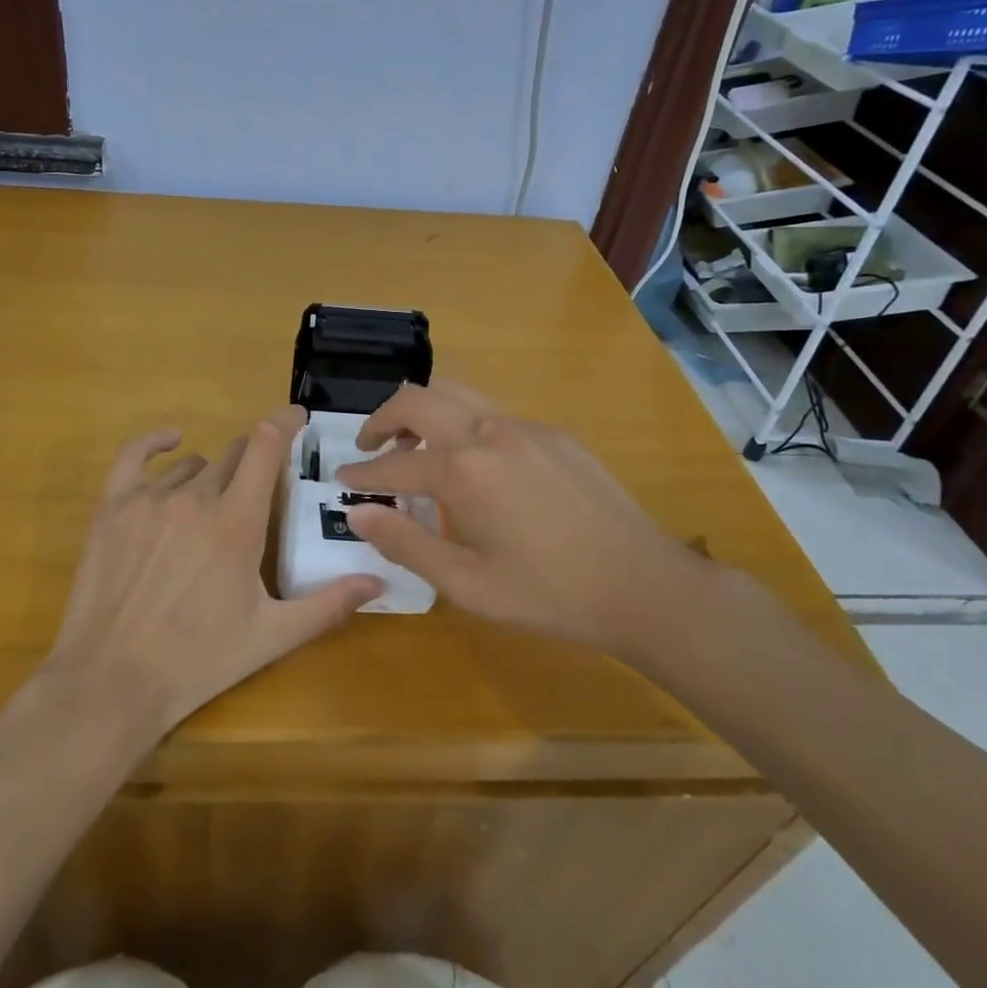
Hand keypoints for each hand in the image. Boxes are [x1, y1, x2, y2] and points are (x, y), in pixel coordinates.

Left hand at [41, 406, 383, 737]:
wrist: (111, 683)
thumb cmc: (197, 661)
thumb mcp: (270, 637)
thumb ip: (327, 605)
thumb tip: (377, 581)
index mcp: (237, 523)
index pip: (266, 446)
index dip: (285, 422)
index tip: (298, 418)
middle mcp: (195, 499)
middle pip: (234, 455)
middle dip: (254, 463)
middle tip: (259, 493)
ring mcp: (149, 500)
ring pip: (193, 465)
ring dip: (212, 476)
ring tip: (212, 509)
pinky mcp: (112, 508)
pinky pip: (133, 455)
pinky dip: (155, 443)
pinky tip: (170, 443)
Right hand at [335, 381, 720, 662]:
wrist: (644, 585)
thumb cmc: (549, 594)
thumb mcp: (467, 583)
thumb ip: (406, 542)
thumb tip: (357, 512)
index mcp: (463, 470)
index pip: (394, 463)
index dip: (363, 471)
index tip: (343, 479)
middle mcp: (489, 432)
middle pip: (419, 399)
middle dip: (384, 417)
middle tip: (370, 446)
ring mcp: (526, 428)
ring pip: (457, 394)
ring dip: (424, 412)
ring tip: (414, 446)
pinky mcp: (555, 435)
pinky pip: (493, 414)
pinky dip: (463, 425)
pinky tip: (474, 467)